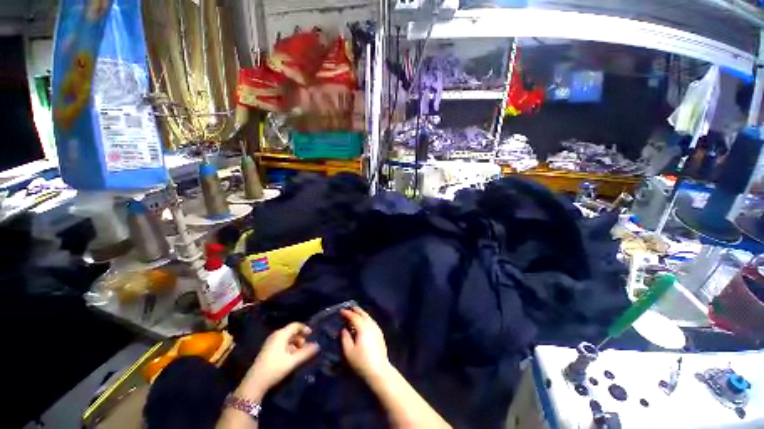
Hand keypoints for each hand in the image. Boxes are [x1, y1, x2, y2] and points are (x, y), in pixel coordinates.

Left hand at [244, 323, 318, 395]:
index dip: (305, 328)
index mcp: (281, 334)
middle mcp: (275, 336)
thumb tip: (318, 346)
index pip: (295, 325)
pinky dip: (288, 347)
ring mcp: (270, 343)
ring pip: (286, 339)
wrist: (254, 383)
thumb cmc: (275, 368)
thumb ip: (306, 353)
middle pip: (291, 332)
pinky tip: (290, 357)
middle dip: (300, 338)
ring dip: (295, 344)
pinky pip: (281, 344)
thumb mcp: (293, 361)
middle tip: (305, 348)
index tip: (311, 335)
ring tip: (299, 354)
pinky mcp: (267, 350)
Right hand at [341, 307, 390, 380]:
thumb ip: (345, 338)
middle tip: (349, 308)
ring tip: (355, 313)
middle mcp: (371, 325)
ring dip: (361, 314)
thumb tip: (344, 329)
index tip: (341, 311)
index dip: (347, 313)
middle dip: (355, 310)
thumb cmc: (361, 362)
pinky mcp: (380, 334)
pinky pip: (371, 321)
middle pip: (363, 314)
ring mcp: (377, 329)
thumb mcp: (348, 352)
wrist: (379, 371)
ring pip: (368, 317)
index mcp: (363, 327)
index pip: (354, 316)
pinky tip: (363, 322)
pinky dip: (366, 319)